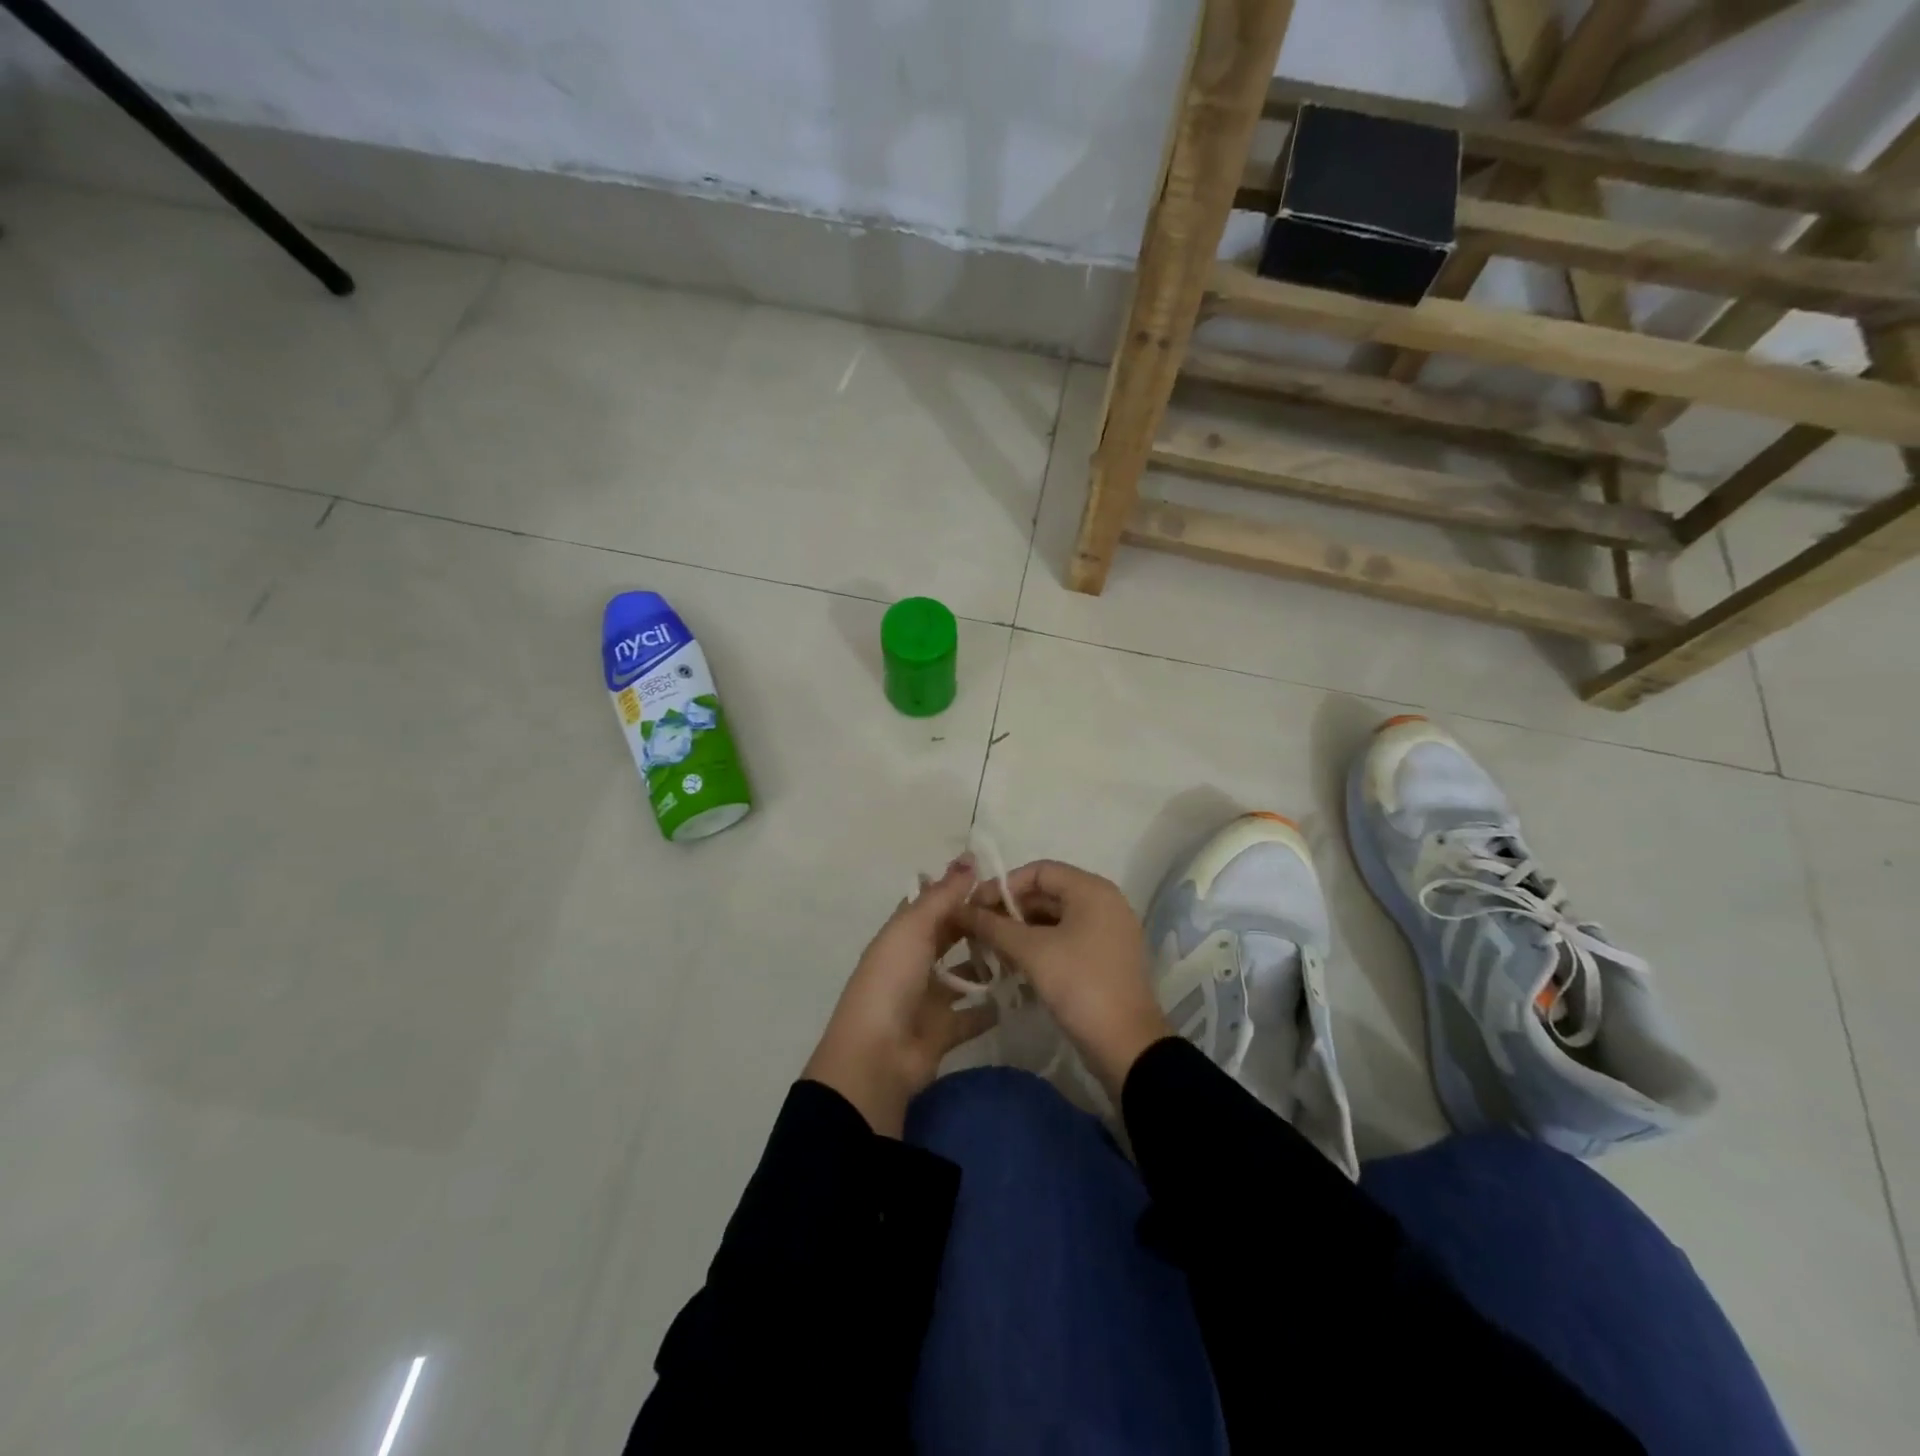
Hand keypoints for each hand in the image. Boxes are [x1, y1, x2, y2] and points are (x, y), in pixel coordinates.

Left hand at [803, 859, 997, 1136]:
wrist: (877, 1057)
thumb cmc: (892, 981)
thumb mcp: (914, 928)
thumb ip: (943, 895)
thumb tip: (968, 856)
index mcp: (901, 934)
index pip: (930, 904)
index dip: (957, 889)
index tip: (997, 878)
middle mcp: (913, 962)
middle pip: (949, 936)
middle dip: (978, 924)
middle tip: (1020, 913)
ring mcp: (927, 998)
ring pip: (963, 974)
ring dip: (988, 964)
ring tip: (1026, 950)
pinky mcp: (943, 1030)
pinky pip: (972, 1015)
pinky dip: (991, 1007)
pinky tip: (1020, 993)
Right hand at [957, 861, 1170, 1100]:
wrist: (1127, 1046)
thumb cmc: (1080, 985)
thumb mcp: (1031, 952)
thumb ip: (993, 926)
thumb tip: (959, 909)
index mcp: (1091, 890)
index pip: (1038, 871)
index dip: (1002, 886)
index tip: (974, 909)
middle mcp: (1103, 902)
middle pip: (1046, 893)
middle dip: (1009, 911)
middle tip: (977, 932)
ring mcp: (1106, 931)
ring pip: (1054, 919)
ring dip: (1020, 931)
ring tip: (990, 950)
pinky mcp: (1104, 958)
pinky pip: (1065, 939)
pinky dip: (1039, 947)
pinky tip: (1014, 966)